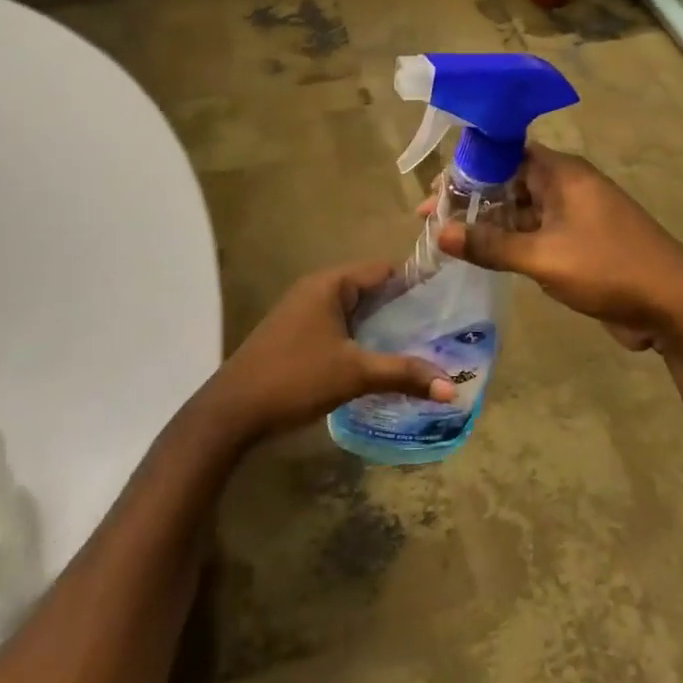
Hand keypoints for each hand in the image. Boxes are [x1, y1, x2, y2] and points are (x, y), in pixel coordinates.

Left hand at [200, 260, 454, 446]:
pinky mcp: (296, 334)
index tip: (448, 299)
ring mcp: (302, 311)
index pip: (384, 269)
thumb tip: (451, 389)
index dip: (416, 282)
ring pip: (354, 310)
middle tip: (440, 328)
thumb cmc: (295, 379)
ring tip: (420, 344)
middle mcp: (316, 289)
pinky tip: (380, 360)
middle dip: (403, 308)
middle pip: (370, 288)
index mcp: (330, 284)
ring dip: (382, 326)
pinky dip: (361, 337)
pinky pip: (339, 325)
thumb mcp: (354, 375)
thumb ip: (404, 374)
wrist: (230, 413)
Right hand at [434, 145, 682, 349]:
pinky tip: (484, 257)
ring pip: (522, 210)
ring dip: (489, 223)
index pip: (503, 155)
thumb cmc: (608, 267)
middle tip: (431, 222)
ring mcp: (575, 215)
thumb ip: (491, 244)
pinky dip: (511, 242)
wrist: (673, 304)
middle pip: (509, 182)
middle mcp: (567, 186)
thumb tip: (441, 233)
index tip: (433, 195)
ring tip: (448, 240)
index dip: (466, 170)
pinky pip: (536, 234)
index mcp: (561, 173)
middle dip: (471, 199)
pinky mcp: (580, 243)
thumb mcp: (544, 256)